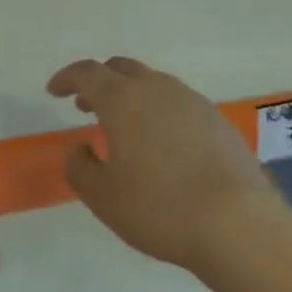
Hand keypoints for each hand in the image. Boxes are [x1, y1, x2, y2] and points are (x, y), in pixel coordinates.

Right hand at [48, 56, 277, 271]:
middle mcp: (156, 88)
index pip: (87, 73)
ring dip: (130, 95)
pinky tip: (162, 143)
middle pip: (120, 69)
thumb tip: (78, 148)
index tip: (54, 91)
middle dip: (99, 82)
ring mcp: (191, 100)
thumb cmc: (159, 208)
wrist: (238, 223)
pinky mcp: (217, 119)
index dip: (67, 78)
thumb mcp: (103, 197)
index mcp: (122, 99)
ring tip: (124, 126)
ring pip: (152, 83)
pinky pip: (177, 102)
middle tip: (85, 106)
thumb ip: (79, 167)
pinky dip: (159, 111)